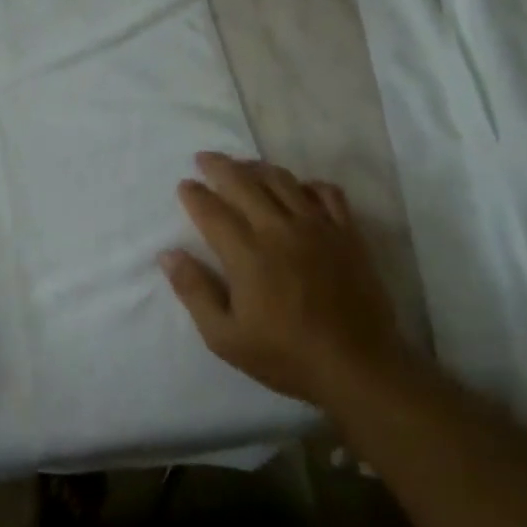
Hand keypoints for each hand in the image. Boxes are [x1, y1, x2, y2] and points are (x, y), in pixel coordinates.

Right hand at [160, 152, 403, 404]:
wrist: (358, 367)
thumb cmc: (285, 355)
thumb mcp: (224, 337)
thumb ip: (194, 291)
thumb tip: (168, 254)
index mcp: (247, 255)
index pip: (212, 211)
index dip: (194, 194)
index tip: (185, 184)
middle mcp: (280, 230)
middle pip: (245, 183)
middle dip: (220, 166)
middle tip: (204, 158)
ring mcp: (318, 228)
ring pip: (283, 181)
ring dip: (258, 168)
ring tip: (243, 166)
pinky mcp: (347, 235)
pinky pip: (327, 194)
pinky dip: (308, 184)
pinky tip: (298, 189)